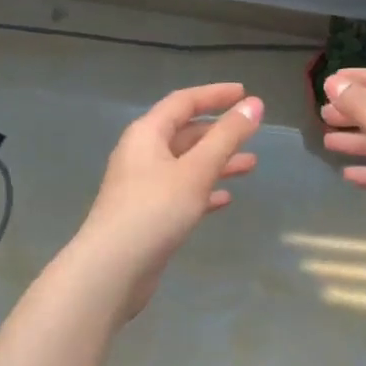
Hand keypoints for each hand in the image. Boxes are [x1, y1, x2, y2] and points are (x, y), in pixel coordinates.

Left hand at [70, 83, 262, 315]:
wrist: (111, 272)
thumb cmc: (154, 211)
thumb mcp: (196, 170)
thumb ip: (227, 136)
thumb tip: (255, 104)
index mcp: (147, 134)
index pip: (183, 102)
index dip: (214, 94)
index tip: (244, 93)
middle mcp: (142, 154)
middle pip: (185, 133)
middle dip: (219, 132)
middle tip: (252, 132)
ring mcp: (143, 186)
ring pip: (186, 164)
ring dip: (217, 162)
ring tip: (251, 165)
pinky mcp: (147, 215)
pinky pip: (181, 192)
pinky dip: (204, 190)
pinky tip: (225, 198)